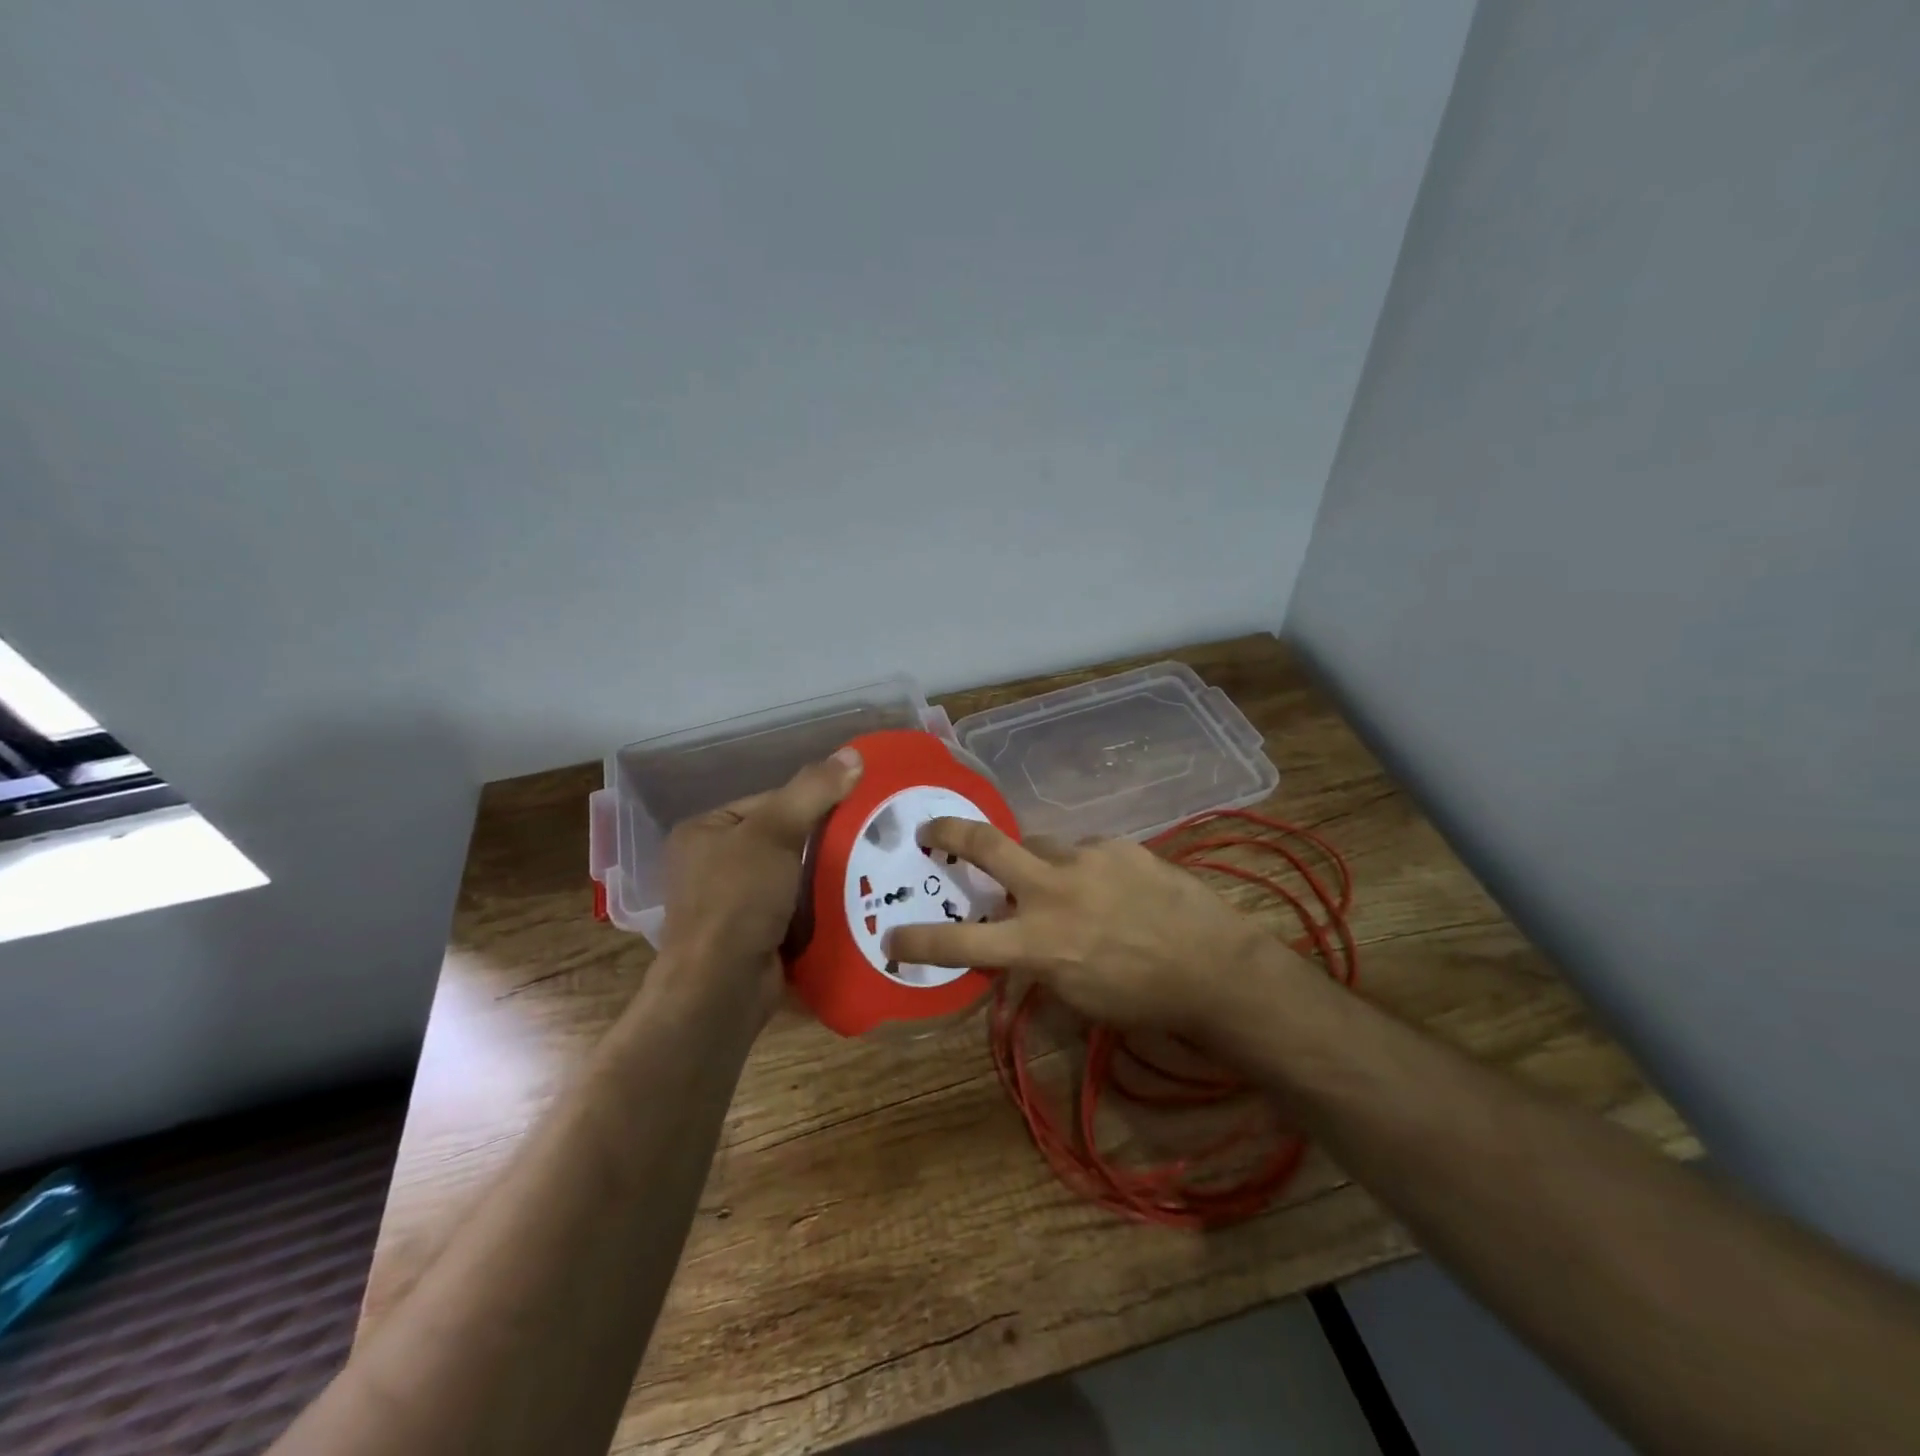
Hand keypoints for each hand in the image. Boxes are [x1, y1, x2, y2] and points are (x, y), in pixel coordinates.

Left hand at [658, 748, 863, 1009]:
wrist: (721, 990)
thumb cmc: (737, 899)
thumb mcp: (775, 833)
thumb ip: (813, 791)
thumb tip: (854, 754)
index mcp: (705, 832)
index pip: (769, 802)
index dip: (811, 801)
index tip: (855, 806)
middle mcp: (713, 866)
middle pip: (784, 840)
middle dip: (824, 842)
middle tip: (871, 838)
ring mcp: (733, 906)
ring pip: (794, 878)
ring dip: (827, 878)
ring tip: (874, 868)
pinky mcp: (754, 938)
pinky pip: (796, 911)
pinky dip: (821, 909)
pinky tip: (856, 903)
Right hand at [885, 818, 1311, 1035]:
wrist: (1215, 967)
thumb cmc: (1142, 998)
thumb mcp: (1075, 995)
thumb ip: (1035, 962)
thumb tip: (1013, 941)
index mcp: (1037, 942)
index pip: (960, 942)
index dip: (918, 940)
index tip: (890, 937)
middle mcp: (1052, 890)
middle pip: (986, 845)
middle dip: (949, 832)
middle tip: (931, 831)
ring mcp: (1086, 858)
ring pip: (1039, 845)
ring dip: (1037, 863)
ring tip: (1064, 885)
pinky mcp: (1118, 845)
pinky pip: (1085, 850)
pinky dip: (1085, 867)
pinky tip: (1112, 887)